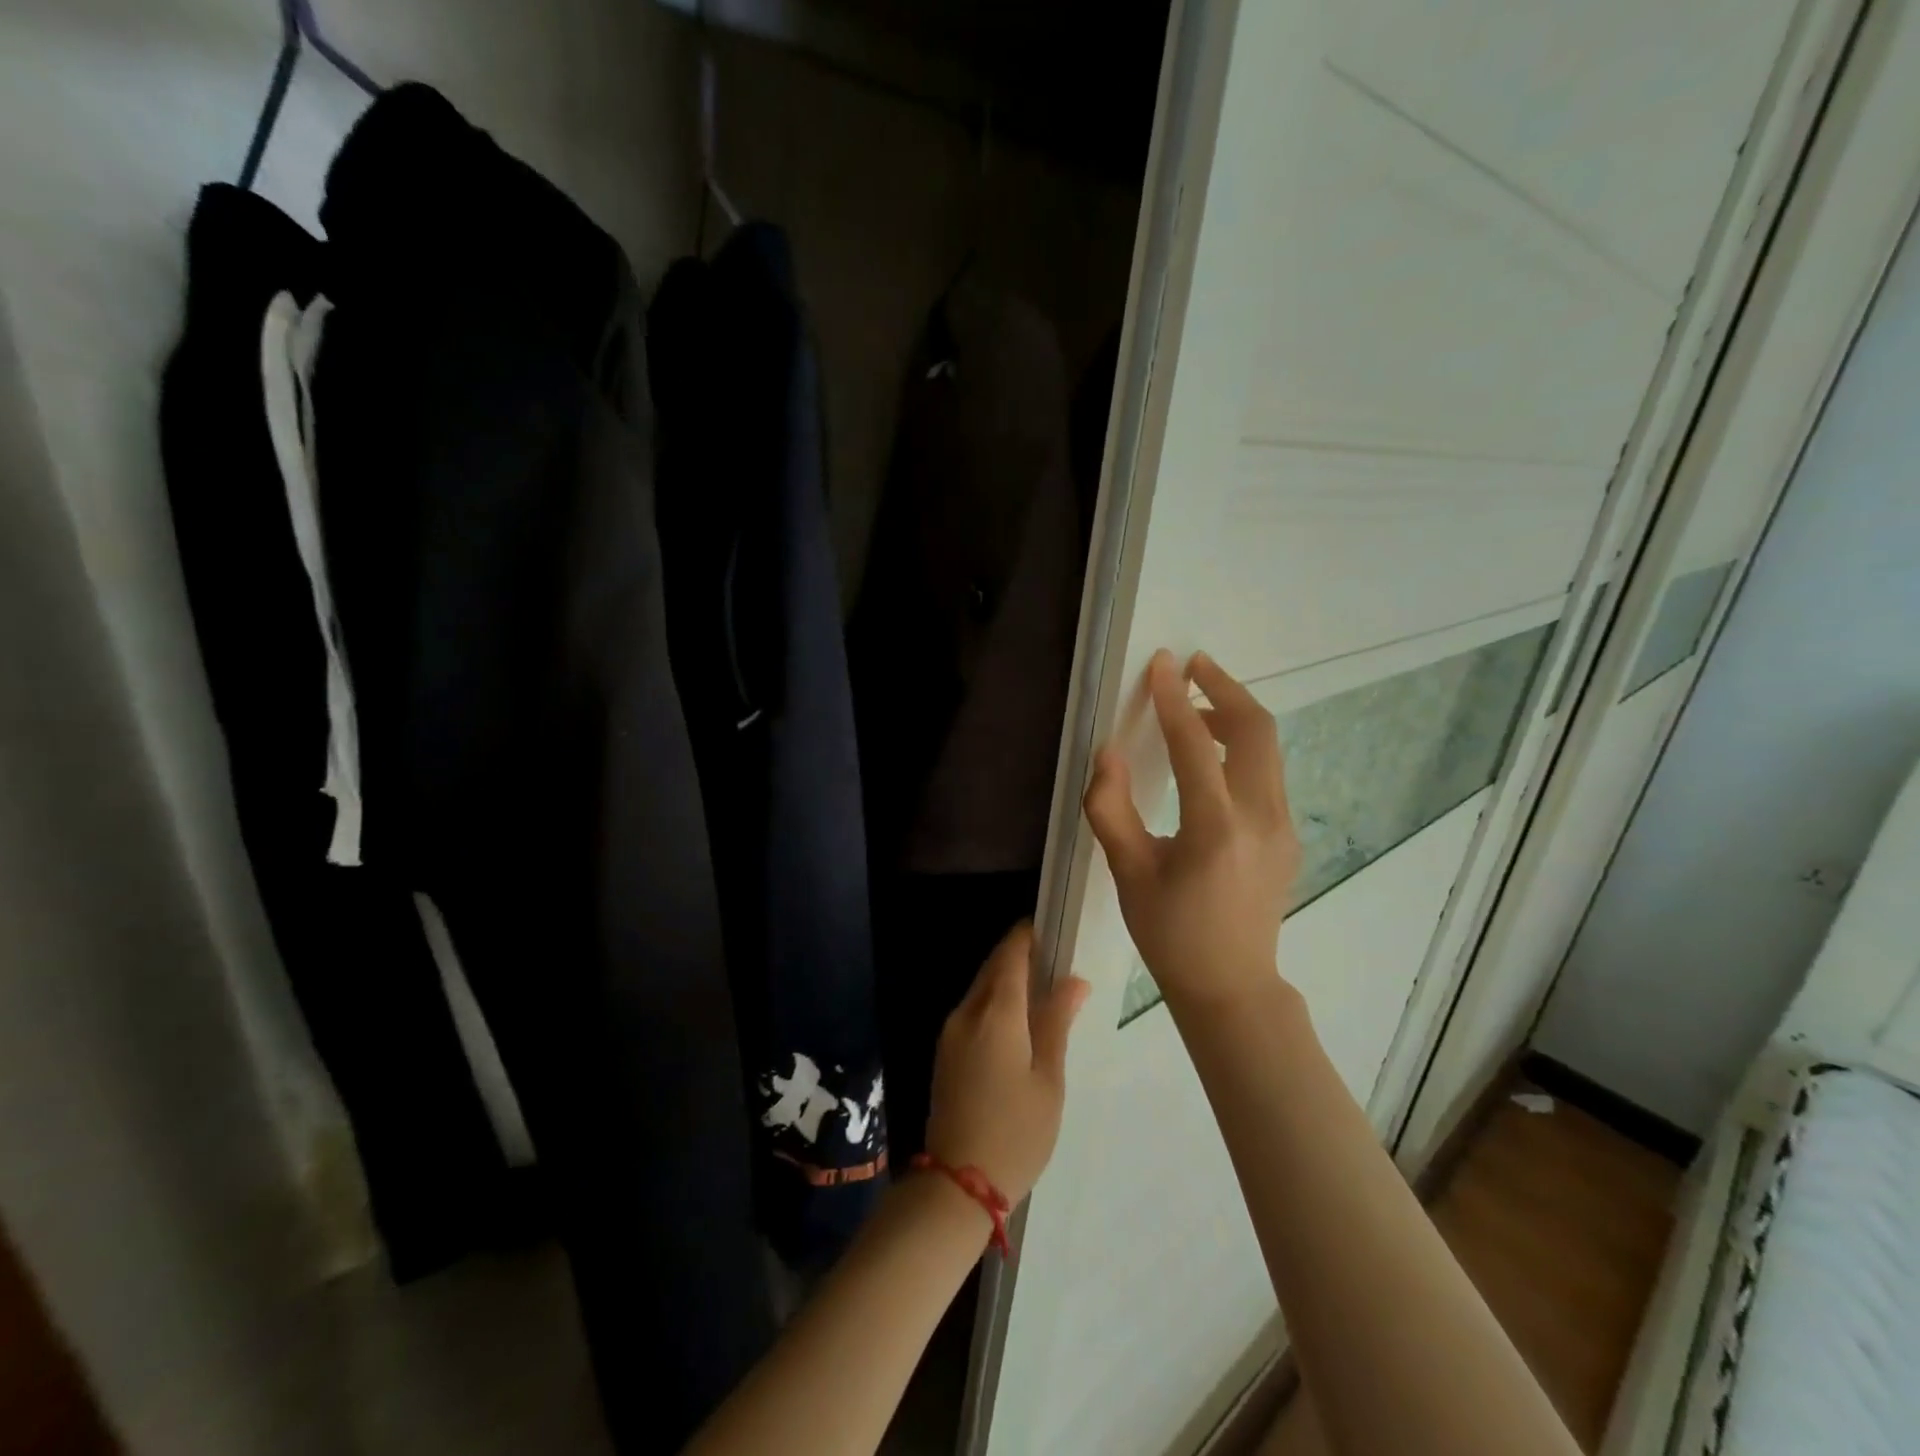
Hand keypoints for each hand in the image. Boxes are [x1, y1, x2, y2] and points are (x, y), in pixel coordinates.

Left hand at [924, 922, 1090, 1206]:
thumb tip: (1074, 980)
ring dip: (1008, 980)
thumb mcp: (1048, 1079)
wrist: (958, 1184)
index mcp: (995, 1014)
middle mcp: (966, 1013)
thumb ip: (1057, 1023)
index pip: (1010, 955)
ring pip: (981, 988)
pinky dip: (996, 1002)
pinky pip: (973, 1010)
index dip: (1028, 936)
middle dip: (1020, 956)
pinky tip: (1019, 1021)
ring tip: (1044, 990)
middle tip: (1055, 960)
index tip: (1052, 929)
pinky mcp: (946, 1052)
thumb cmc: (1016, 1132)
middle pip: (993, 968)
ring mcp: (950, 1033)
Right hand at [1083, 650, 1300, 1013]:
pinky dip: (1242, 746)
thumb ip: (1110, 808)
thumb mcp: (1128, 873)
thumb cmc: (1170, 934)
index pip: (1197, 745)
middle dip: (1224, 688)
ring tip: (1194, 708)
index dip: (1174, 699)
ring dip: (1234, 715)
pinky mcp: (1288, 834)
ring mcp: (1283, 826)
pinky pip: (1268, 772)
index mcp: (1216, 829)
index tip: (1161, 663)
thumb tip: (1107, 753)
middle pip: (1256, 729)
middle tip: (1191, 666)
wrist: (1231, 985)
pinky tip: (1212, 757)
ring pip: (1269, 748)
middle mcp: (1261, 818)